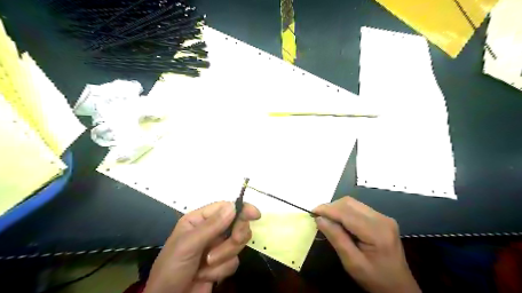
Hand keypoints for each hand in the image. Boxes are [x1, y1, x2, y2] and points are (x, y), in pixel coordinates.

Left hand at [143, 202, 261, 292]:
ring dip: (223, 257)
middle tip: (233, 241)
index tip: (255, 214)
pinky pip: (234, 262)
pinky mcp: (222, 264)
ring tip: (205, 266)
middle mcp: (210, 230)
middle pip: (237, 225)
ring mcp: (217, 247)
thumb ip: (211, 226)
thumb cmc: (172, 268)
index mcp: (199, 220)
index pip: (225, 208)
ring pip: (237, 244)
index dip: (241, 209)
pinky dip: (220, 271)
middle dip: (234, 237)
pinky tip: (204, 276)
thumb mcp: (188, 245)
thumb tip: (234, 206)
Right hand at [314, 196, 418, 292]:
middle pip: (350, 203)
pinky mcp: (382, 219)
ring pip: (353, 203)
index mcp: (377, 232)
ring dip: (337, 208)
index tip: (311, 212)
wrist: (399, 288)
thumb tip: (319, 219)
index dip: (327, 210)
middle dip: (331, 207)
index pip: (346, 213)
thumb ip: (336, 238)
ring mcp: (383, 217)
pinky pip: (358, 208)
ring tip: (327, 219)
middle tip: (318, 217)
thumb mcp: (352, 263)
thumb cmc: (375, 279)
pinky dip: (345, 212)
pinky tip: (339, 222)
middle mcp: (382, 219)